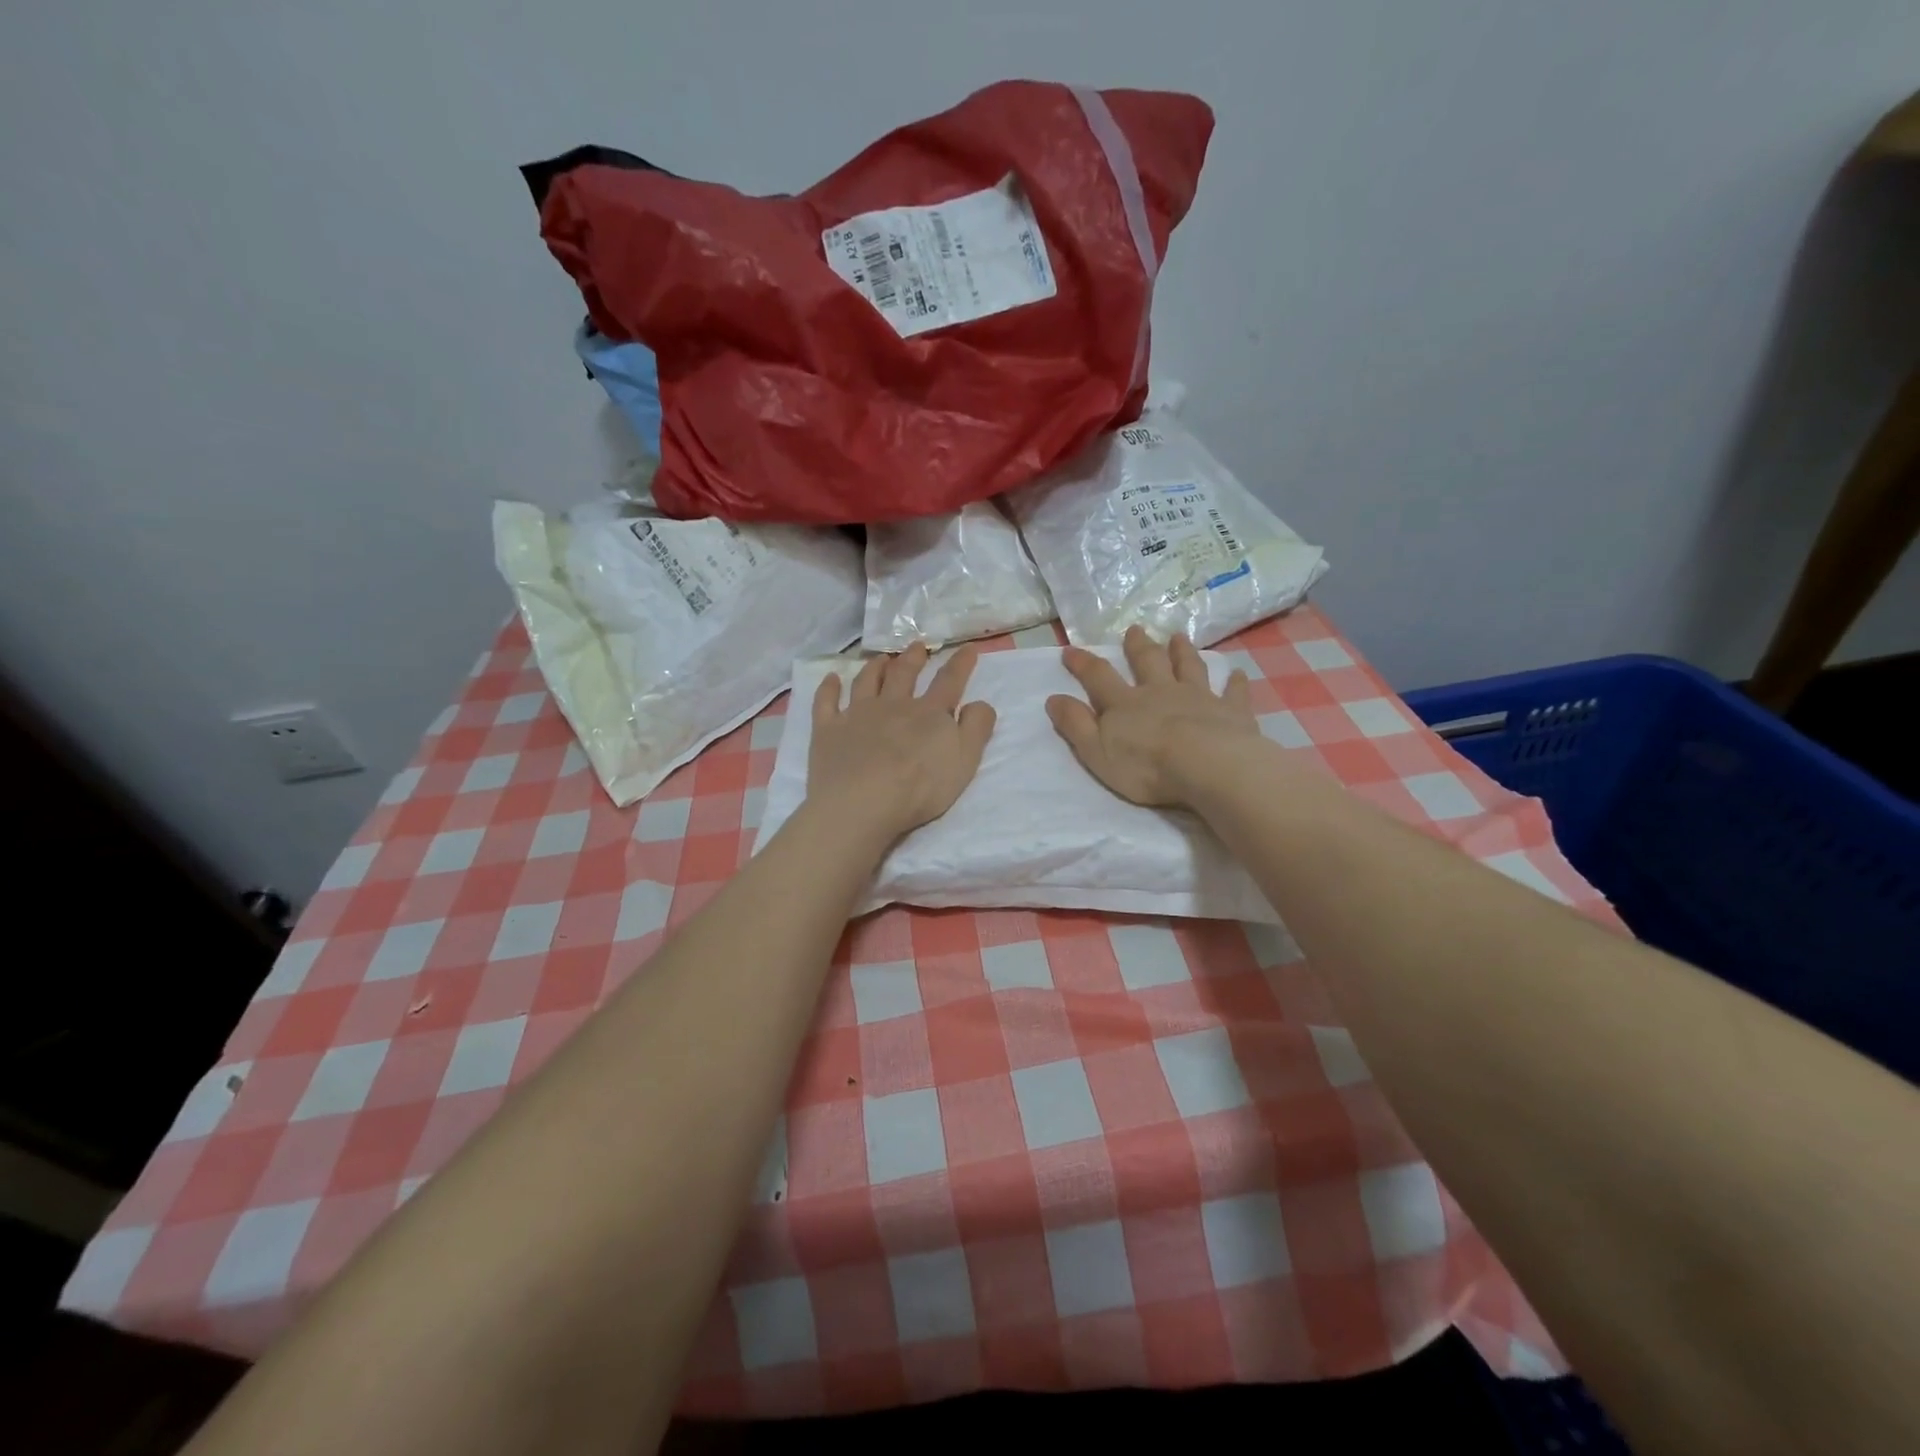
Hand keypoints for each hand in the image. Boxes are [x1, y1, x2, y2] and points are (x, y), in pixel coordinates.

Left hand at [808, 643, 996, 841]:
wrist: (862, 803)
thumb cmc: (920, 787)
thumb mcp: (964, 761)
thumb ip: (976, 728)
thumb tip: (980, 702)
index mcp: (928, 713)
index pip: (949, 682)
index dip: (961, 664)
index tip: (968, 648)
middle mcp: (893, 705)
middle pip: (904, 675)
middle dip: (913, 659)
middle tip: (917, 646)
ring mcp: (857, 714)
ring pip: (867, 682)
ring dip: (875, 667)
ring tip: (881, 658)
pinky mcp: (828, 729)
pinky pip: (826, 702)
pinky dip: (828, 688)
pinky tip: (831, 679)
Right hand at [1046, 626, 1257, 806]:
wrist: (1206, 766)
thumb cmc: (1145, 766)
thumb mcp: (1096, 751)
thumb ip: (1075, 724)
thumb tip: (1053, 699)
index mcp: (1125, 704)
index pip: (1098, 677)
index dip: (1082, 663)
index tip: (1070, 650)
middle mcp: (1160, 692)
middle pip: (1148, 663)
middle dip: (1139, 646)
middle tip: (1135, 630)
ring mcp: (1198, 697)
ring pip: (1188, 668)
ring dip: (1182, 652)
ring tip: (1178, 637)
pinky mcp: (1230, 711)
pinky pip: (1232, 693)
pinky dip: (1233, 683)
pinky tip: (1236, 674)